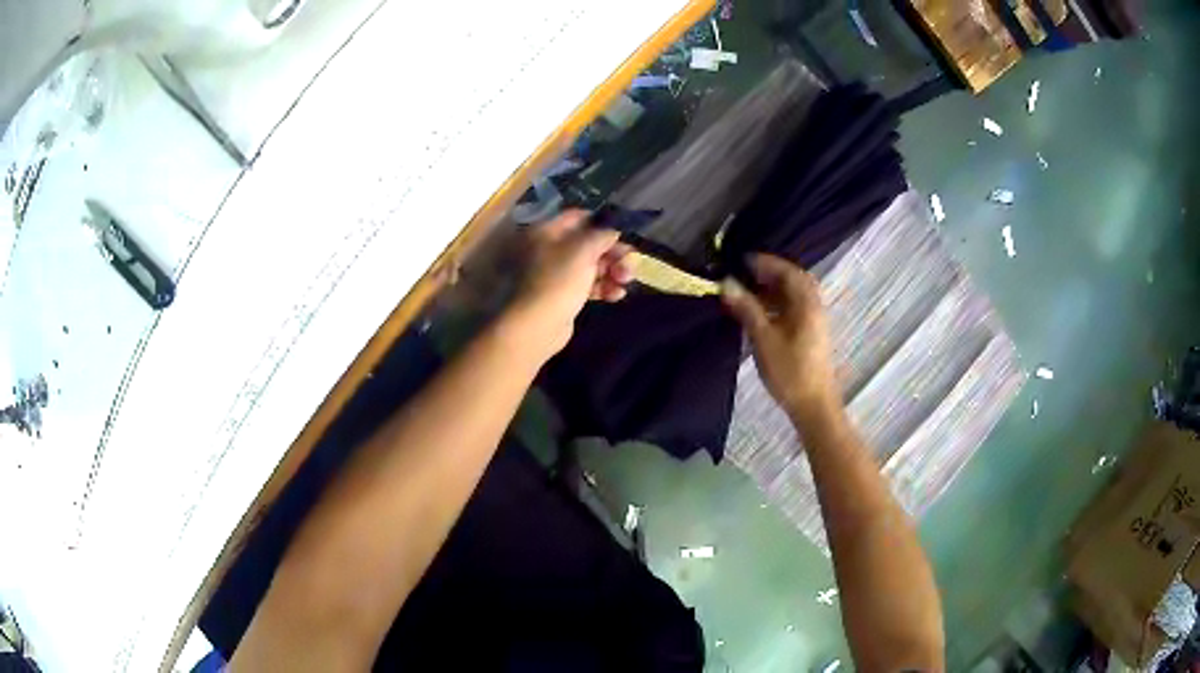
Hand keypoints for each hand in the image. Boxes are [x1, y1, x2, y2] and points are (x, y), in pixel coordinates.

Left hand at [505, 210, 631, 357]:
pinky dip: (604, 287)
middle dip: (613, 252)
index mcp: (547, 231)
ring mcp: (556, 273)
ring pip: (592, 265)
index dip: (603, 223)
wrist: (537, 326)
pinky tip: (617, 295)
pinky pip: (588, 285)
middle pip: (589, 243)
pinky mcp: (564, 294)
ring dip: (613, 271)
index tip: (623, 232)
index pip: (579, 217)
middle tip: (631, 262)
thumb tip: (613, 230)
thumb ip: (602, 235)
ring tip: (626, 281)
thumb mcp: (583, 250)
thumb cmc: (558, 281)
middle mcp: (549, 248)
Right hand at [721, 254, 838, 422]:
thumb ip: (747, 309)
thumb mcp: (764, 339)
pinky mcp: (811, 335)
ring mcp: (814, 321)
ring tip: (747, 293)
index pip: (788, 271)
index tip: (741, 261)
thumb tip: (727, 283)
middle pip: (794, 281)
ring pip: (794, 296)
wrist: (813, 405)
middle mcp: (814, 307)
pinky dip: (777, 304)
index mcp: (807, 303)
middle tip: (744, 274)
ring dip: (773, 290)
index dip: (766, 262)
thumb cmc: (790, 371)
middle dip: (770, 274)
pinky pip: (794, 309)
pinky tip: (760, 314)